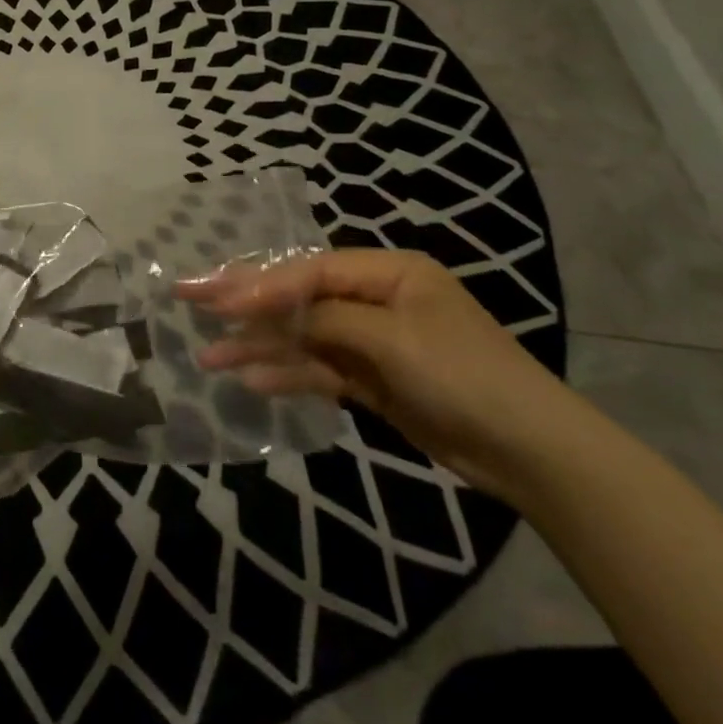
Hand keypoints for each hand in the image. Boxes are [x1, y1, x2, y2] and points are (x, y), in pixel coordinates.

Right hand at [181, 249, 583, 498]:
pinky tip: (252, 379)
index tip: (218, 300)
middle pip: (298, 297)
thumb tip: (271, 311)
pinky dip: (289, 374)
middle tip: (193, 302)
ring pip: (303, 337)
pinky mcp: (371, 379)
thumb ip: (326, 319)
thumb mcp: (392, 339)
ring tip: (209, 358)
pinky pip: (319, 369)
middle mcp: (376, 299)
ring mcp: (372, 341)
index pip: (309, 270)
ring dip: (259, 347)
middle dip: (247, 305)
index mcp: (389, 272)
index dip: (262, 284)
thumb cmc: (463, 375)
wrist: (530, 453)